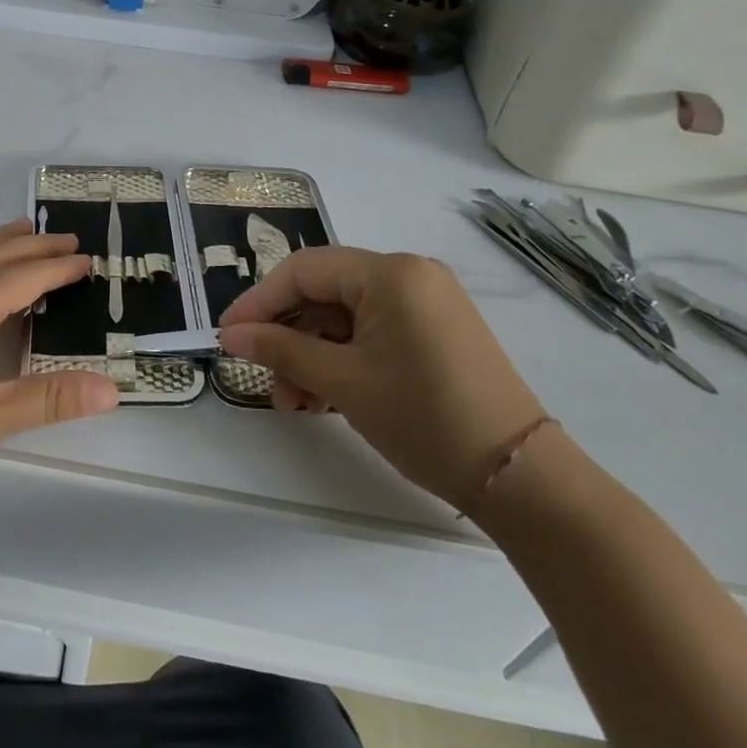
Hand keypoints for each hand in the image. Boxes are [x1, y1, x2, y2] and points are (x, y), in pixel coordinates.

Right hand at [217, 249, 546, 509]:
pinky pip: (373, 333)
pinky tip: (322, 398)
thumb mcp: (342, 382)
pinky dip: (343, 360)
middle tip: (263, 378)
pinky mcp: (435, 332)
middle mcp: (410, 275)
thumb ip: (280, 349)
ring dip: (312, 355)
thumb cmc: (423, 417)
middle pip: (325, 293)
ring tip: (293, 401)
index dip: (259, 301)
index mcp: (390, 273)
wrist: (519, 477)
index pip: (303, 270)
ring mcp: (427, 304)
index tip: (227, 336)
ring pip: (345, 318)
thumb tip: (230, 335)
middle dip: (288, 337)